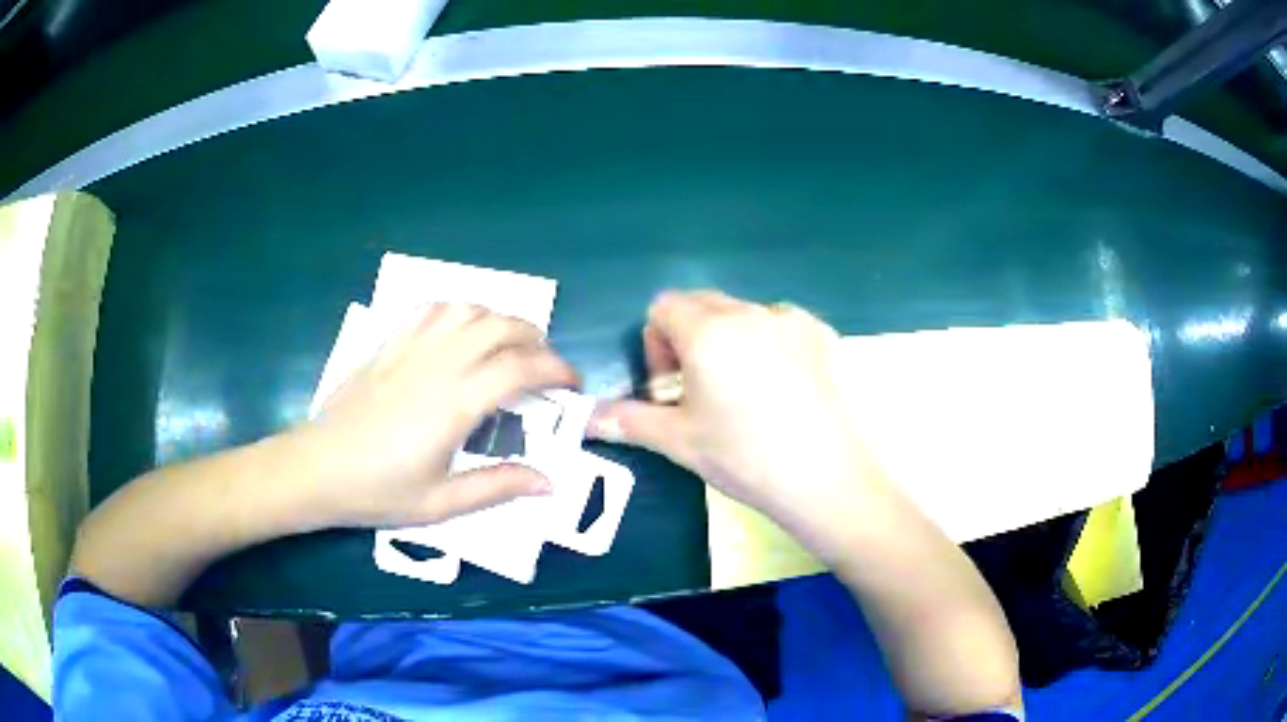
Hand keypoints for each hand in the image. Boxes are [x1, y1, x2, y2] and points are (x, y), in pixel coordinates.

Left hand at [290, 303, 577, 527]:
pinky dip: (457, 310)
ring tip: (506, 346)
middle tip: (544, 366)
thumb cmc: (377, 491)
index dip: (557, 369)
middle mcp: (437, 364)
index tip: (573, 384)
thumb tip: (549, 483)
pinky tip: (460, 333)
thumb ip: (497, 487)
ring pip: (467, 309)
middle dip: (535, 338)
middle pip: (500, 325)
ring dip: (498, 319)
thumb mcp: (440, 503)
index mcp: (455, 404)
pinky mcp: (388, 344)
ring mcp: (409, 348)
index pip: (521, 368)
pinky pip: (429, 309)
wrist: (316, 469)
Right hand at [589, 290, 863, 523]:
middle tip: (699, 391)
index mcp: (708, 331)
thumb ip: (628, 420)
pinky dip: (766, 342)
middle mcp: (749, 311)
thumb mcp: (679, 441)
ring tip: (741, 392)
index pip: (664, 306)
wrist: (824, 477)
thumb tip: (586, 418)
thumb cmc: (744, 458)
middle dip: (688, 338)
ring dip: (727, 339)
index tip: (670, 387)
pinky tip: (779, 387)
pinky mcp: (821, 334)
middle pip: (702, 304)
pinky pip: (779, 323)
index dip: (656, 344)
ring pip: (741, 313)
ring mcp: (790, 319)